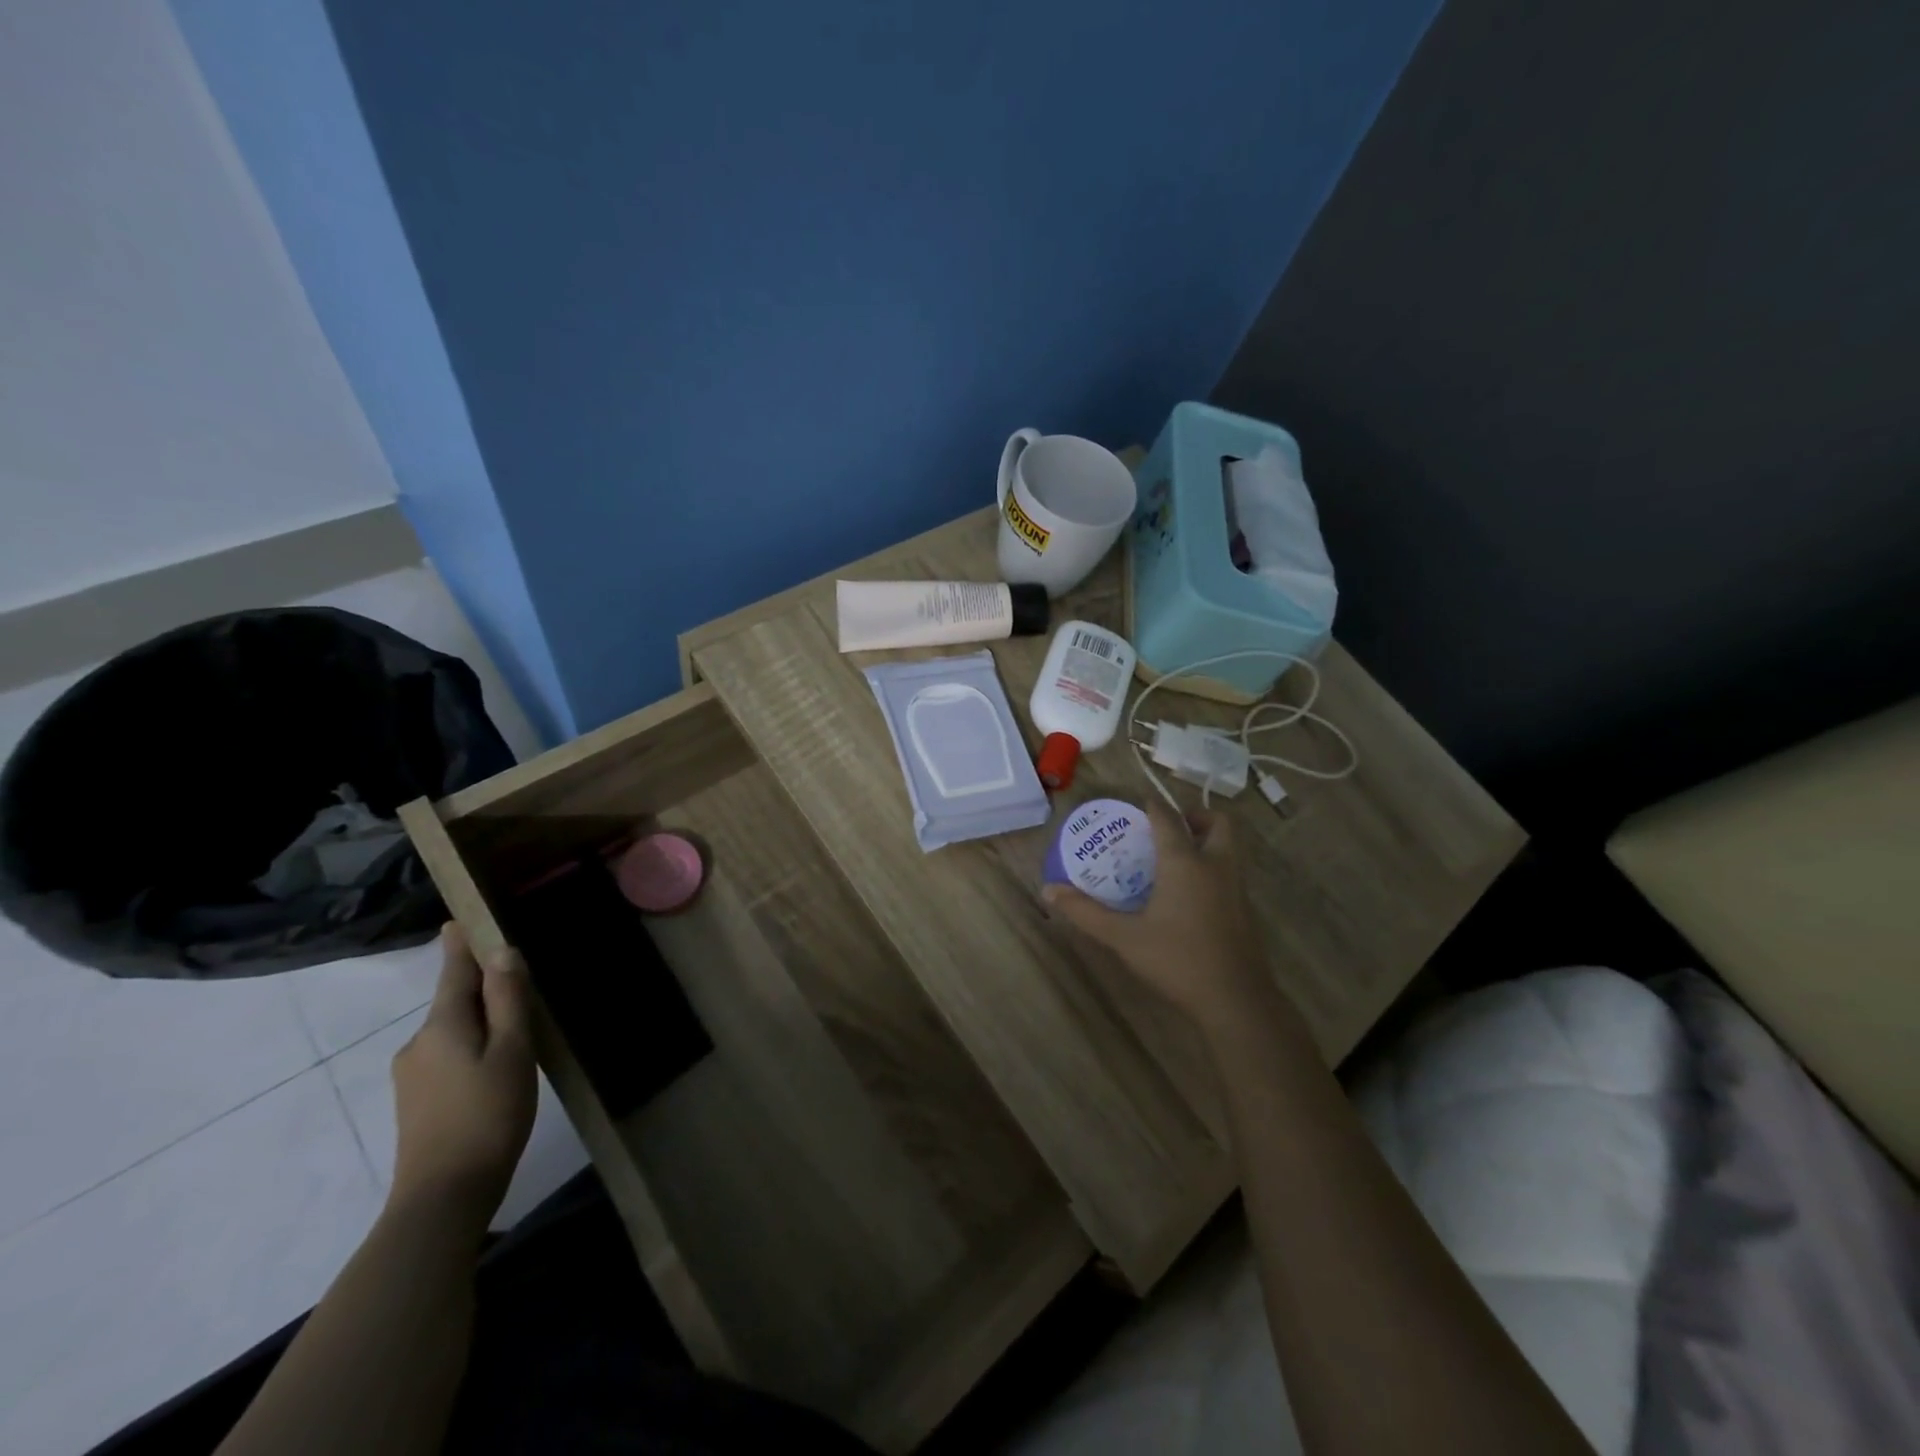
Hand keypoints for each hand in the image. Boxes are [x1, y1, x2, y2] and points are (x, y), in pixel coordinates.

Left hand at [388, 924, 536, 1228]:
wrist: (443, 1197)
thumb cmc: (487, 1115)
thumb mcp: (512, 1051)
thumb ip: (508, 1000)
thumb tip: (503, 952)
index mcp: (442, 1025)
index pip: (453, 972)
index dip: (460, 945)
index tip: (458, 920)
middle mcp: (418, 1043)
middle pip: (454, 1001)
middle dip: (480, 987)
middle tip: (517, 978)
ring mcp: (412, 1075)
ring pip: (453, 1031)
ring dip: (480, 1021)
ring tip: (516, 1027)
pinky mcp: (416, 1101)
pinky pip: (448, 1054)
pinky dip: (472, 1045)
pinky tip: (494, 1065)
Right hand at [1042, 804, 1278, 1033]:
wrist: (1235, 1001)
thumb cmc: (1177, 960)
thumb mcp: (1124, 937)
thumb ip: (1086, 912)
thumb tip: (1049, 891)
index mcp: (1184, 862)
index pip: (1168, 818)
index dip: (1153, 806)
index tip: (1137, 804)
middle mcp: (1215, 865)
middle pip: (1217, 823)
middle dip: (1195, 817)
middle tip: (1168, 830)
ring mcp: (1236, 888)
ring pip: (1229, 848)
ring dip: (1207, 841)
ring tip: (1174, 859)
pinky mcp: (1245, 910)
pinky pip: (1230, 872)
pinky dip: (1213, 867)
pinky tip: (1188, 894)